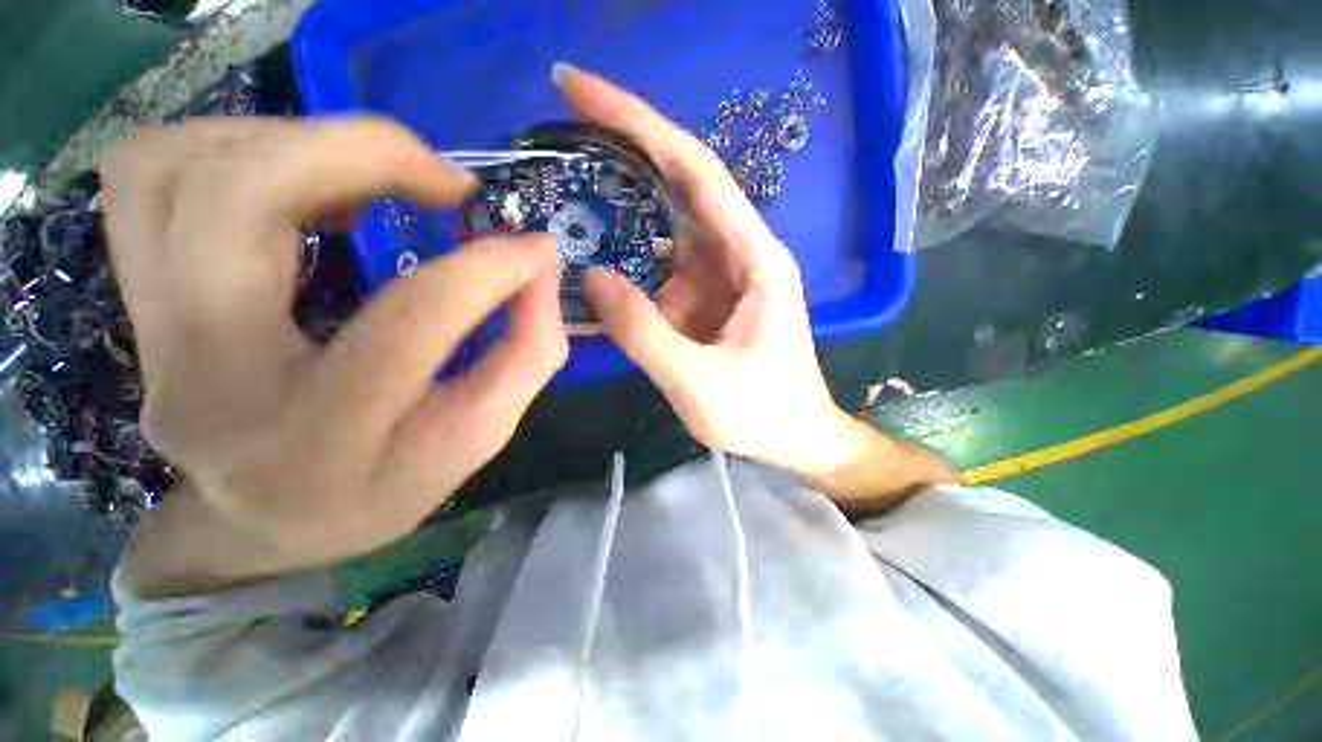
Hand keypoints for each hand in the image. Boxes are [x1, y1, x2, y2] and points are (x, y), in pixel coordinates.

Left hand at [102, 118, 566, 594]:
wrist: (265, 521)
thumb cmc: (385, 487)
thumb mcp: (478, 436)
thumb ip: (525, 353)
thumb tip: (540, 266)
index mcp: (319, 441)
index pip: (410, 322)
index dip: (487, 269)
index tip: (534, 248)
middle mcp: (205, 382)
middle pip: (236, 199)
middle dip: (362, 154)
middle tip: (445, 182)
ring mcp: (149, 335)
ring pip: (169, 166)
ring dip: (291, 140)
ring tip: (371, 177)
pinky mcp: (134, 300)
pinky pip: (148, 174)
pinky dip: (235, 147)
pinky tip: (305, 186)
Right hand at [559, 67, 853, 475]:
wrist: (794, 437)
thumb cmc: (760, 413)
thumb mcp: (697, 382)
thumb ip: (642, 332)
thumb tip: (591, 277)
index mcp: (753, 260)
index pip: (695, 171)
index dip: (639, 124)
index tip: (580, 90)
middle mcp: (739, 254)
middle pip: (679, 185)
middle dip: (624, 149)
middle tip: (562, 123)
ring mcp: (721, 276)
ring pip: (665, 229)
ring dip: (621, 212)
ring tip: (566, 194)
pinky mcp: (707, 299)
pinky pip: (663, 269)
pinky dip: (629, 264)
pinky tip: (595, 264)